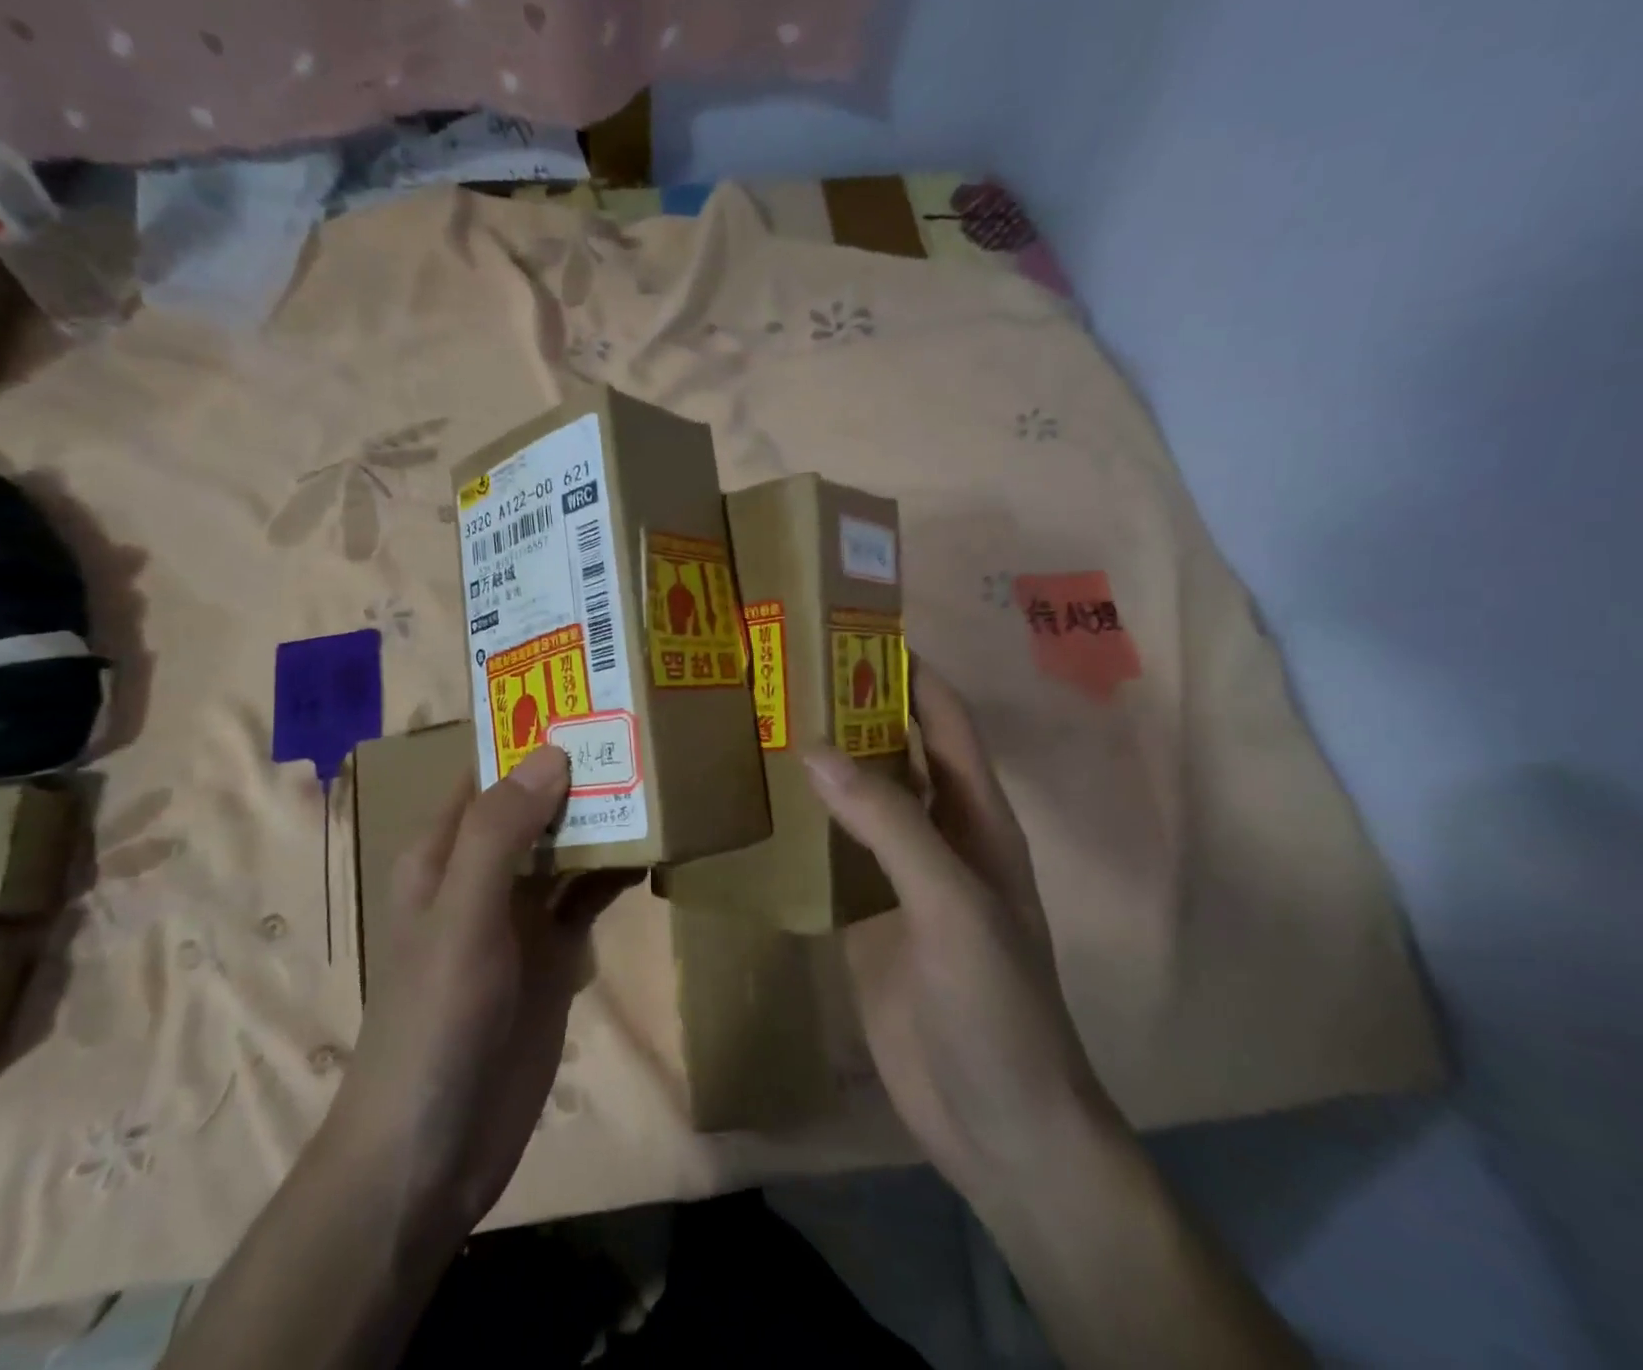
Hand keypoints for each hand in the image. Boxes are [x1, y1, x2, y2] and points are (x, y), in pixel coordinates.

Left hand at [337, 746, 625, 1232]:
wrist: (433, 1152)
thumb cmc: (433, 1022)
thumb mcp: (461, 917)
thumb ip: (501, 833)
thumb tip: (553, 751)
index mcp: (445, 852)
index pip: (489, 772)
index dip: (530, 734)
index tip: (588, 696)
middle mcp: (484, 872)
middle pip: (536, 804)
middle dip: (581, 770)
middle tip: (644, 728)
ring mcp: (522, 914)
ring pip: (568, 846)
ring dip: (606, 817)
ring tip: (662, 774)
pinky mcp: (555, 953)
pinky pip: (590, 895)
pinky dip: (619, 870)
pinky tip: (660, 849)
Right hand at [801, 661, 1108, 1198]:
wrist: (996, 1121)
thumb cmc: (996, 1002)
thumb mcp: (950, 902)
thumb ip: (888, 824)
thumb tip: (815, 748)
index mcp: (975, 818)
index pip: (944, 722)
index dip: (909, 673)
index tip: (852, 632)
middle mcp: (937, 835)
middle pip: (894, 753)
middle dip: (851, 711)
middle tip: (784, 673)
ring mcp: (898, 878)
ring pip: (856, 803)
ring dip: (820, 767)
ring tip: (758, 726)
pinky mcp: (864, 918)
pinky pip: (828, 858)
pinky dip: (799, 829)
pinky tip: (756, 810)